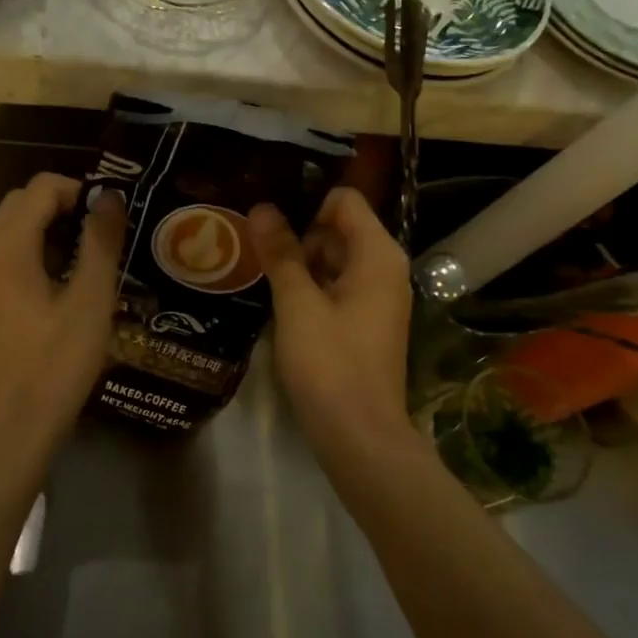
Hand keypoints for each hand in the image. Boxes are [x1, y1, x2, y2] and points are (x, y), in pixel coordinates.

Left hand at [0, 173, 125, 455]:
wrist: (6, 427)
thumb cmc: (55, 364)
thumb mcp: (90, 302)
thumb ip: (101, 242)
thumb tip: (109, 198)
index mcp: (6, 245)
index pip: (41, 188)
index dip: (79, 191)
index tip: (108, 218)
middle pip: (18, 203)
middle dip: (59, 207)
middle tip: (97, 238)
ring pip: (1, 226)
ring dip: (37, 227)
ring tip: (73, 257)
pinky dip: (19, 249)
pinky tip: (47, 283)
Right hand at [250, 187, 413, 458]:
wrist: (360, 436)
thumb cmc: (330, 364)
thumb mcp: (298, 304)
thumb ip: (281, 253)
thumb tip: (263, 208)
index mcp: (378, 255)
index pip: (344, 201)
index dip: (306, 203)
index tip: (266, 218)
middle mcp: (385, 269)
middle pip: (339, 229)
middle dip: (298, 233)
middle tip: (252, 245)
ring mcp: (378, 299)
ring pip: (335, 261)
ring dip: (299, 262)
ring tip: (256, 269)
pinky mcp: (366, 324)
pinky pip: (337, 288)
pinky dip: (310, 287)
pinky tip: (276, 299)